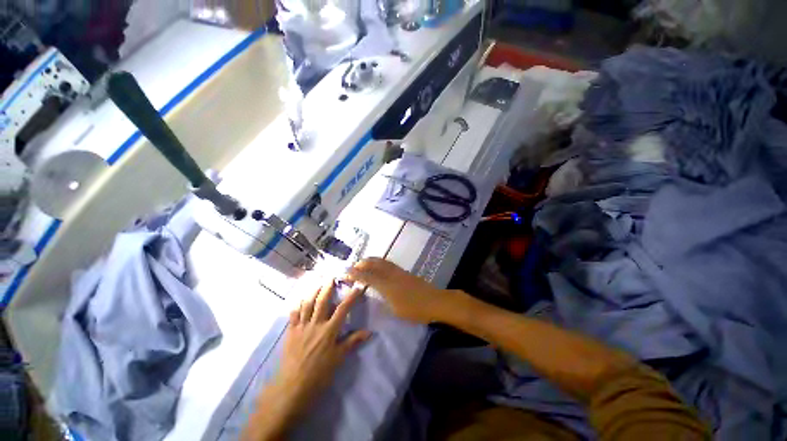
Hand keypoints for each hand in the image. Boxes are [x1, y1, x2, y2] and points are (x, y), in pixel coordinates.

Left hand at [243, 281, 369, 440]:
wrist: (292, 387)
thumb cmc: (319, 374)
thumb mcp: (338, 359)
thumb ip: (352, 342)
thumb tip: (369, 332)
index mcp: (329, 331)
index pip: (343, 309)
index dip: (351, 296)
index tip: (358, 286)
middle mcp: (315, 324)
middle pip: (322, 301)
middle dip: (328, 287)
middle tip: (331, 276)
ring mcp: (301, 327)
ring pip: (307, 304)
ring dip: (312, 291)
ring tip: (317, 282)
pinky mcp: (290, 332)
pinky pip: (293, 314)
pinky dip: (297, 305)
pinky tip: (299, 299)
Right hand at [346, 257, 456, 323]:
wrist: (435, 301)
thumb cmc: (415, 309)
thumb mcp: (396, 309)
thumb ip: (384, 299)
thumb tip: (376, 293)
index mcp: (387, 285)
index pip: (368, 277)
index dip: (356, 274)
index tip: (345, 272)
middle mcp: (391, 275)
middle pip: (374, 264)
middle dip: (362, 264)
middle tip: (353, 266)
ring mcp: (399, 272)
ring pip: (382, 262)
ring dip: (370, 261)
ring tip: (363, 263)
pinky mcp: (404, 272)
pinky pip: (388, 263)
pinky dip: (379, 262)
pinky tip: (378, 265)